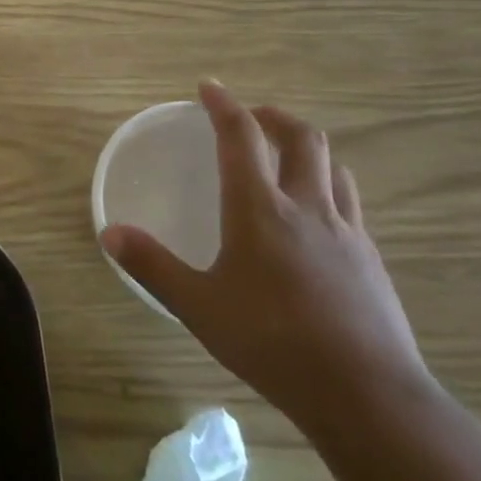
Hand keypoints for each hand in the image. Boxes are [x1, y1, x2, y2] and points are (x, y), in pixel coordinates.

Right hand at [101, 80, 430, 431]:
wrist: (366, 394)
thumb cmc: (272, 342)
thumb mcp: (198, 306)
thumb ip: (153, 266)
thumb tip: (110, 233)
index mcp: (260, 209)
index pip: (240, 138)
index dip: (224, 106)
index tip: (209, 87)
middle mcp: (307, 208)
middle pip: (303, 139)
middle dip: (274, 117)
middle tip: (251, 118)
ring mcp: (347, 232)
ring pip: (334, 168)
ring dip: (308, 150)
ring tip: (286, 159)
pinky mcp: (371, 260)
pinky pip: (350, 204)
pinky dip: (328, 188)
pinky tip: (314, 219)